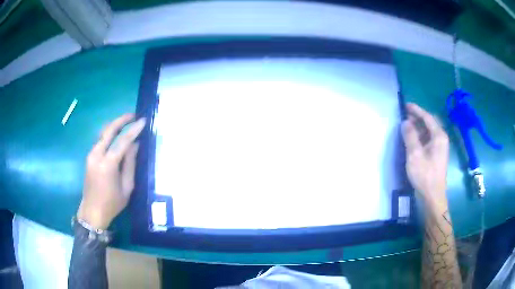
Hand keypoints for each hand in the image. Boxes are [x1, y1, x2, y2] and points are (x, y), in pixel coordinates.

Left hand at [77, 114, 145, 229]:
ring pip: (103, 133)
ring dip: (115, 126)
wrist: (92, 211)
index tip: (143, 121)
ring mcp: (91, 155)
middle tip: (133, 115)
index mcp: (107, 165)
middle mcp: (97, 155)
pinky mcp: (89, 157)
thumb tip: (135, 145)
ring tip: (127, 123)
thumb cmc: (112, 203)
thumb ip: (130, 164)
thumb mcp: (127, 187)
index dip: (134, 130)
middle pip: (109, 130)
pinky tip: (117, 135)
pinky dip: (109, 135)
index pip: (122, 141)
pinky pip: (100, 141)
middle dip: (121, 120)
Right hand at [401, 103, 448, 207]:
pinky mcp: (437, 155)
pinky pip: (428, 140)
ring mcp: (440, 148)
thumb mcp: (415, 154)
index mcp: (439, 136)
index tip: (406, 105)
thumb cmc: (425, 175)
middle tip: (404, 116)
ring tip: (406, 127)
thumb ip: (410, 136)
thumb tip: (405, 122)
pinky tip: (412, 140)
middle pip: (429, 123)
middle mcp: (441, 139)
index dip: (416, 110)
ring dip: (418, 128)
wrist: (433, 196)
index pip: (427, 117)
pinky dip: (420, 137)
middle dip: (417, 118)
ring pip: (428, 132)